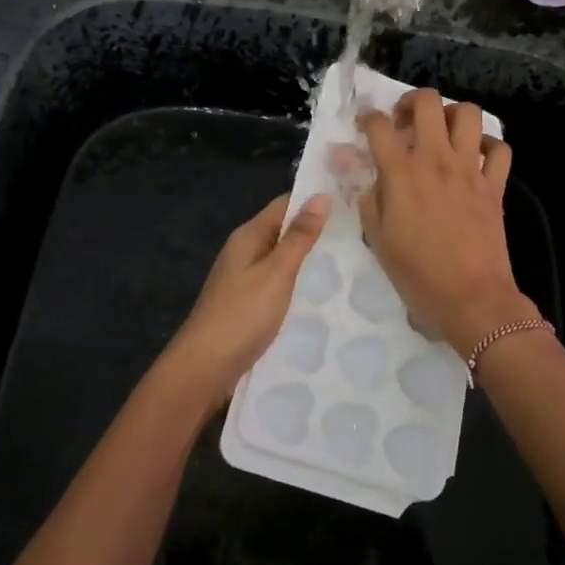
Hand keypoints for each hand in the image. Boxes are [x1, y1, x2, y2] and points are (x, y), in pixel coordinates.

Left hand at [158, 193, 331, 407]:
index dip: (313, 200)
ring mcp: (243, 280)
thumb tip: (321, 195)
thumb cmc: (242, 314)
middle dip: (315, 232)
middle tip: (360, 234)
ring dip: (308, 261)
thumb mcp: (276, 272)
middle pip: (283, 232)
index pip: (284, 205)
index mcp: (248, 236)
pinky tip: (321, 296)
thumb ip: (299, 237)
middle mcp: (244, 252)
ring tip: (350, 263)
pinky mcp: (247, 306)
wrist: (204, 368)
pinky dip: (297, 285)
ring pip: (281, 261)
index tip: (351, 199)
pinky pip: (277, 285)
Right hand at [355, 89, 530, 357]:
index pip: (378, 124)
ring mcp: (470, 168)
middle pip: (427, 101)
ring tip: (441, 132)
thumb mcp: (376, 236)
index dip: (367, 119)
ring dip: (451, 115)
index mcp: (401, 171)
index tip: (365, 128)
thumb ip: (364, 194)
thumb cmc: (416, 273)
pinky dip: (488, 145)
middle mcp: (436, 159)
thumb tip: (349, 162)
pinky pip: (499, 148)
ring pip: (468, 113)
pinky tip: (475, 156)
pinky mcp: (495, 184)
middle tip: (405, 123)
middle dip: (411, 102)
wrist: (470, 299)